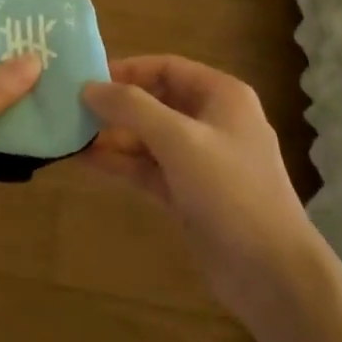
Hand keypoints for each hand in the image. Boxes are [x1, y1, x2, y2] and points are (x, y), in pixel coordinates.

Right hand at [81, 55, 319, 325]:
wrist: (271, 273)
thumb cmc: (230, 191)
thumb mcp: (179, 140)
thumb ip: (132, 108)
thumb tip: (89, 87)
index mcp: (222, 96)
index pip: (167, 67)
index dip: (127, 70)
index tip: (87, 79)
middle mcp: (213, 121)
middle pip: (156, 102)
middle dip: (116, 106)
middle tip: (71, 109)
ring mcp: (202, 160)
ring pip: (150, 138)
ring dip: (114, 137)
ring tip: (70, 136)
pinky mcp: (191, 194)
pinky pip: (151, 168)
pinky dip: (123, 164)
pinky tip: (87, 162)